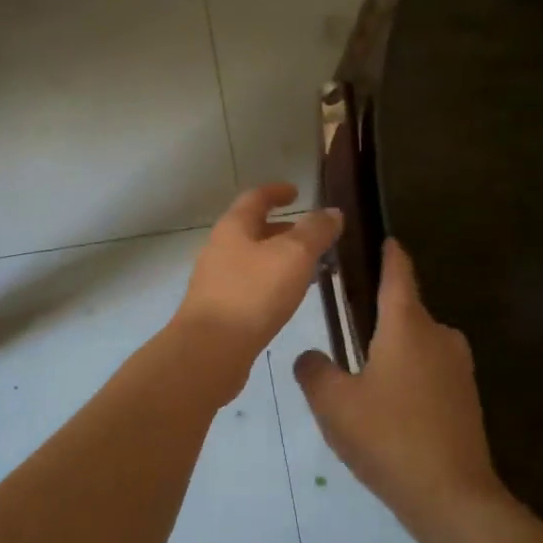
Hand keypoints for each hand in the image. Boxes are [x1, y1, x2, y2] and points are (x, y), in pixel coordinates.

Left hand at [174, 184, 342, 362]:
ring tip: (313, 270)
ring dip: (281, 260)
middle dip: (284, 230)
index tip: (297, 192)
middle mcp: (220, 248)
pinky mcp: (220, 310)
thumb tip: (332, 212)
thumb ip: (315, 231)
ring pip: (254, 260)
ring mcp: (217, 281)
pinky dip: (273, 284)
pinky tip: (290, 300)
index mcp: (233, 227)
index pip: (256, 198)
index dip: (277, 192)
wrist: (210, 351)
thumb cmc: (253, 293)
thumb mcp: (293, 255)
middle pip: (254, 230)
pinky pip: (251, 286)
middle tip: (315, 237)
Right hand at [294, 239, 506, 534]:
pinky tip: (389, 407)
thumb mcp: (334, 404)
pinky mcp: (467, 398)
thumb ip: (314, 371)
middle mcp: (439, 336)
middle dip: (379, 315)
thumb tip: (310, 356)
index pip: (398, 273)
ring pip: (418, 344)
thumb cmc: (388, 437)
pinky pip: (431, 371)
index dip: (389, 254)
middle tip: (345, 328)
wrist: (452, 497)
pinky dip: (409, 376)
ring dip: (393, 350)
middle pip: (406, 311)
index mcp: (407, 326)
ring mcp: (459, 368)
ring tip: (362, 375)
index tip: (383, 239)